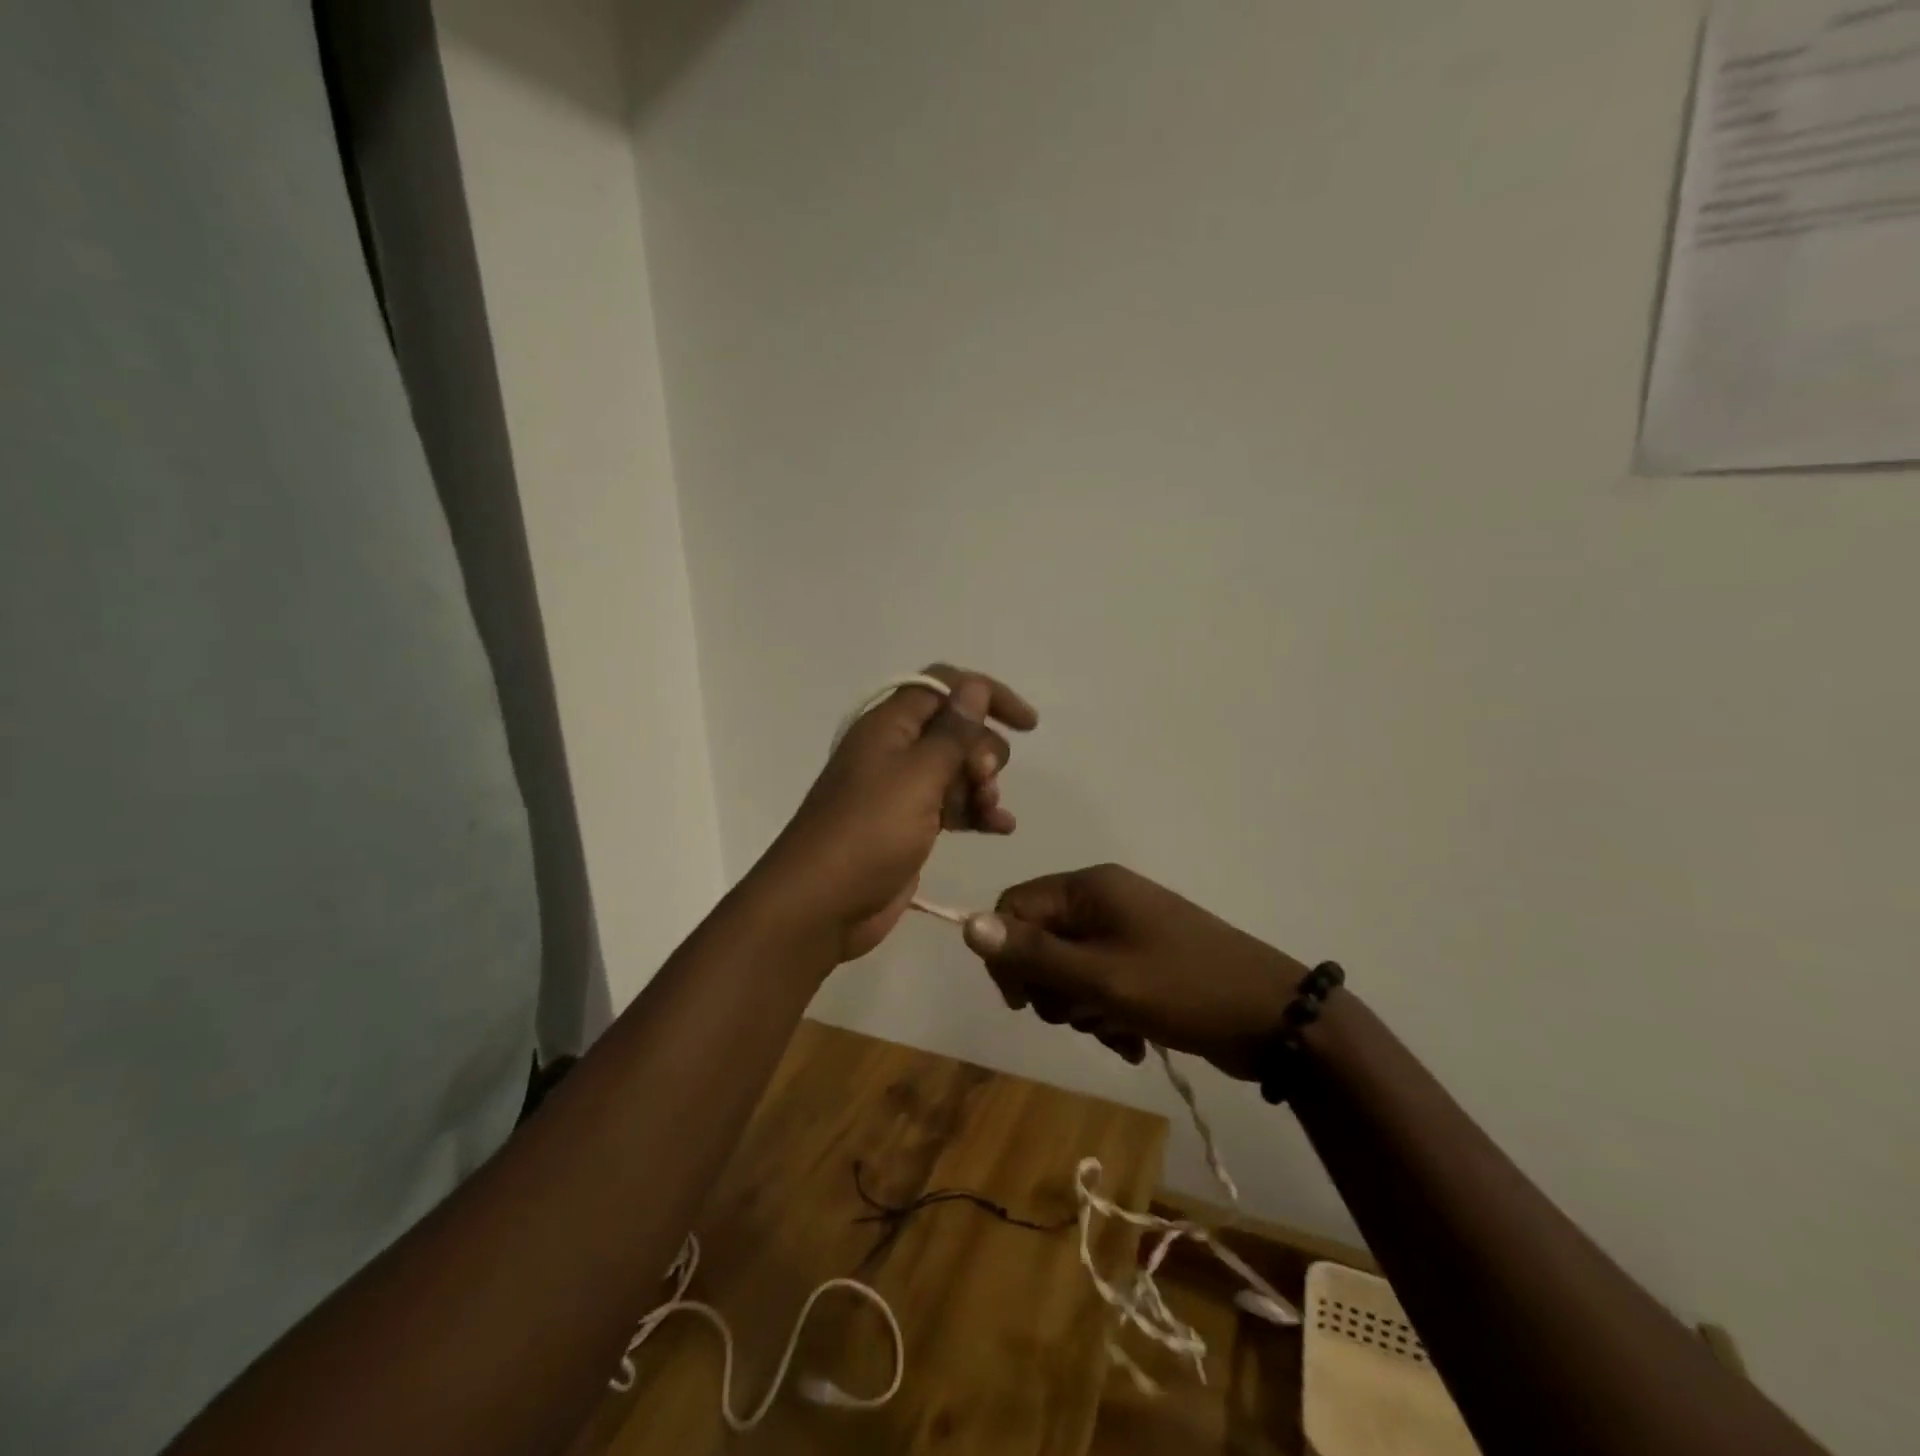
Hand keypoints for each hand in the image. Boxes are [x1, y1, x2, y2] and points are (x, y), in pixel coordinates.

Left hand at [751, 666, 1036, 962]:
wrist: (821, 905)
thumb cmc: (869, 832)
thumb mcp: (918, 776)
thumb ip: (952, 732)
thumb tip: (974, 686)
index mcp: (888, 725)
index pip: (943, 686)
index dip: (986, 695)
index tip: (1026, 724)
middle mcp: (893, 749)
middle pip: (954, 730)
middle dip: (982, 750)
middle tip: (985, 780)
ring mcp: (900, 789)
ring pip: (956, 769)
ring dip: (982, 785)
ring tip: (991, 813)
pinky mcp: (908, 825)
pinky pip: (951, 805)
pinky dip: (975, 812)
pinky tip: (1000, 828)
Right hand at [962, 864, 1309, 1080]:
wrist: (1275, 1019)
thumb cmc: (1183, 989)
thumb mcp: (1102, 977)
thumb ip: (1033, 954)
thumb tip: (967, 924)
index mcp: (1091, 888)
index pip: (1015, 908)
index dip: (1008, 955)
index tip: (1024, 1002)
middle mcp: (1105, 900)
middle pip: (1040, 941)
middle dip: (1051, 988)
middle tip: (1079, 1015)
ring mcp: (1128, 930)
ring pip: (1070, 970)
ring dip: (1082, 1008)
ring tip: (1117, 1031)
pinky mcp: (1146, 960)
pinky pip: (1101, 984)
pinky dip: (1107, 1014)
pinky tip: (1133, 1041)